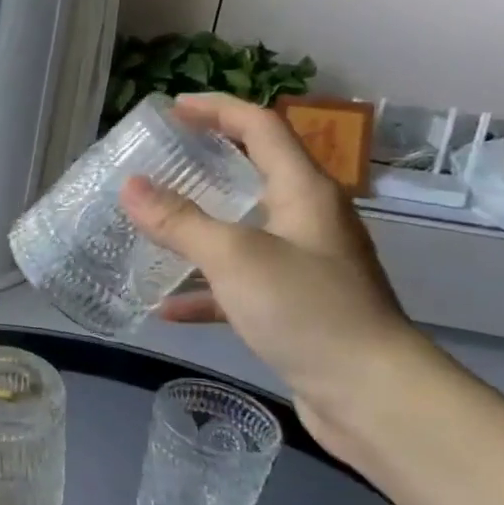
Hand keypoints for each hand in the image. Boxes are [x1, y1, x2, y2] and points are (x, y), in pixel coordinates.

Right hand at [118, 95, 427, 456]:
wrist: (373, 395)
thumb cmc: (307, 310)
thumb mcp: (234, 258)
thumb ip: (179, 221)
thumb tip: (130, 186)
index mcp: (304, 191)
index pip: (261, 127)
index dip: (217, 110)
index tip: (172, 108)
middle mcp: (308, 219)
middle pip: (254, 173)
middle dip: (207, 162)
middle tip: (159, 160)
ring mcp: (303, 264)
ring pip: (242, 230)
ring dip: (198, 227)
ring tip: (152, 225)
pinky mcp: (294, 306)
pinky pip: (240, 283)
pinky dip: (205, 288)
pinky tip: (166, 307)